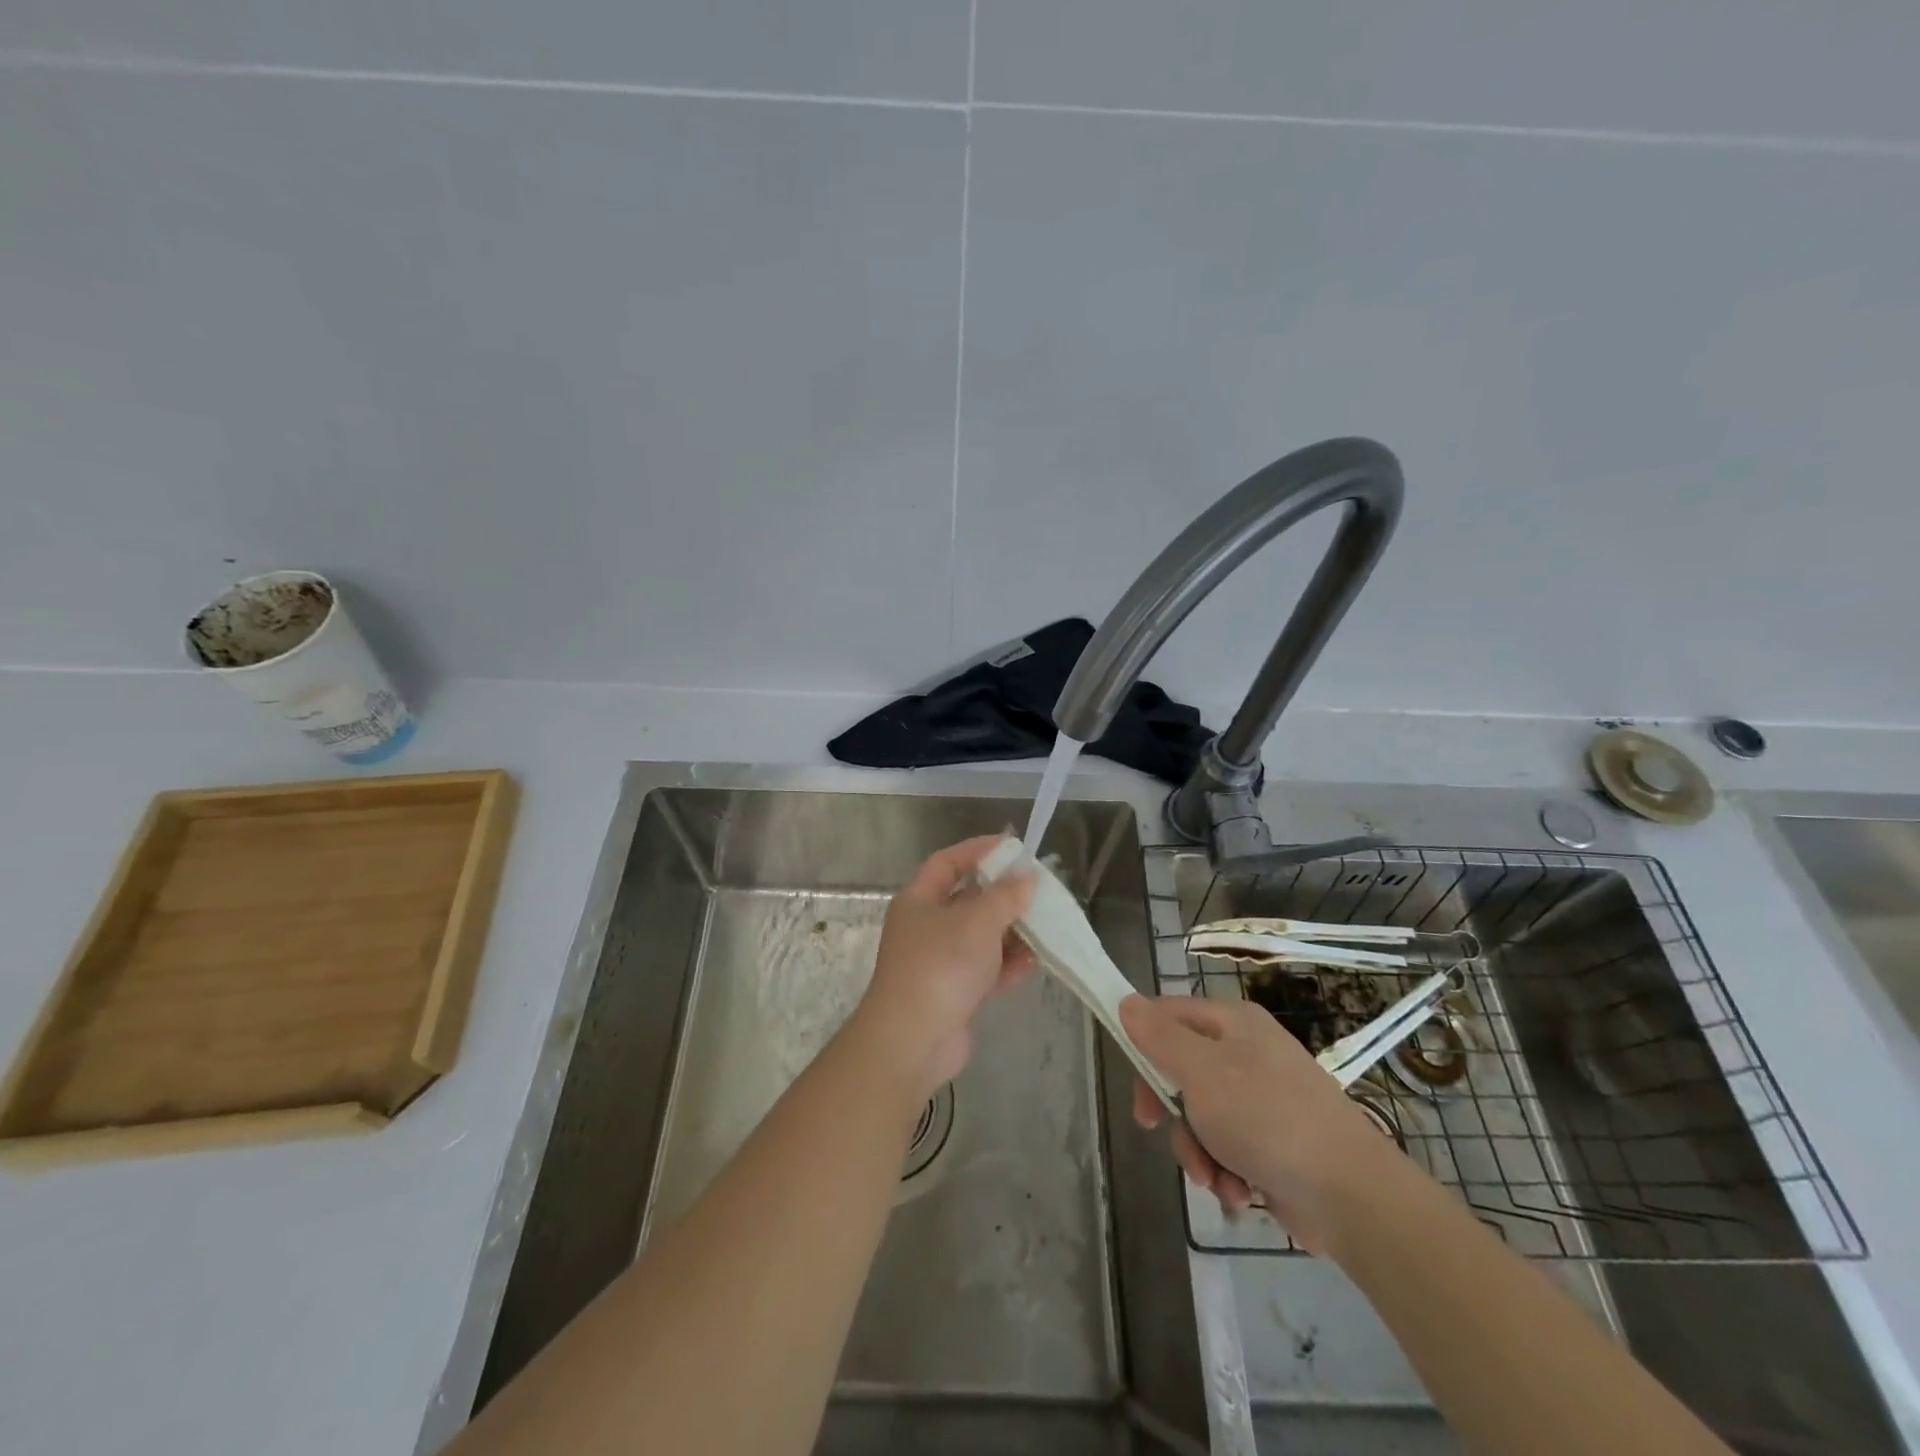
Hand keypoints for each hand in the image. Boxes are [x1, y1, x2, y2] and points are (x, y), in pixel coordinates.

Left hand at [850, 837, 1035, 1098]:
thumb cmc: (940, 967)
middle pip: (968, 900)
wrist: (913, 1042)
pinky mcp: (955, 994)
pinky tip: (1034, 963)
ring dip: (1012, 933)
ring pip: (981, 937)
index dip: (978, 850)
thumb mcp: (976, 922)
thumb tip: (1027, 876)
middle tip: (1039, 890)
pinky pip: (986, 970)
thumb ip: (1005, 896)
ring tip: (1045, 928)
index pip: (948, 862)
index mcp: (919, 900)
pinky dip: (1008, 965)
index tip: (1013, 847)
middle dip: (1003, 896)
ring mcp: (940, 962)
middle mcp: (926, 927)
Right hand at [1119, 994, 1399, 1252]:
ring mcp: (1261, 1097)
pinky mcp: (1272, 1140)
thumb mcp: (1202, 1072)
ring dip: (1197, 1149)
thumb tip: (1127, 1002)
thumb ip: (1160, 1037)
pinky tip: (1238, 1191)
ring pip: (1199, 1114)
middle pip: (1180, 1069)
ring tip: (1215, 1178)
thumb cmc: (1268, 1119)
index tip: (1135, 1085)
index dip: (1143, 1046)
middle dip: (1172, 1111)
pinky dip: (1224, 1169)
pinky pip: (1226, 1145)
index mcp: (1232, 1022)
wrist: (1352, 1196)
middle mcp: (1246, 1051)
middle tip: (1156, 1130)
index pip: (1167, 1015)